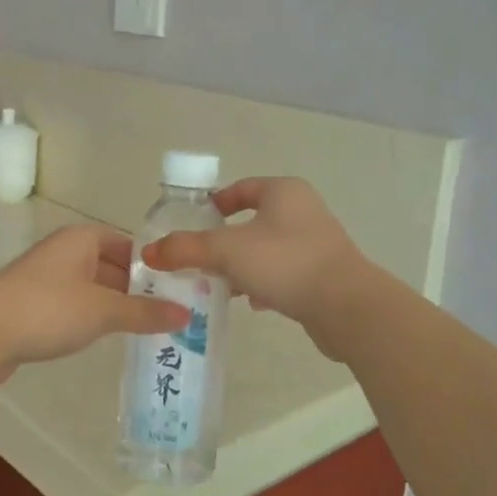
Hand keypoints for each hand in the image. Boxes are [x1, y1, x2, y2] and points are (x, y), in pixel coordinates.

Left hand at [0, 224, 189, 388]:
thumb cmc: (47, 310)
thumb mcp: (103, 311)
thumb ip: (145, 312)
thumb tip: (187, 316)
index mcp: (81, 239)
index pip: (128, 244)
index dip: (154, 264)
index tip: (181, 287)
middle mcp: (64, 252)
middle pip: (112, 266)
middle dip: (138, 289)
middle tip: (173, 312)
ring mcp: (46, 280)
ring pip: (93, 289)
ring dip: (117, 307)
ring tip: (150, 328)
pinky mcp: (34, 307)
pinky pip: (75, 307)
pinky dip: (94, 319)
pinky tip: (109, 339)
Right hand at [141, 178, 375, 353]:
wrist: (346, 307)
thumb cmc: (285, 263)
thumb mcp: (226, 251)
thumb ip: (186, 249)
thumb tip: (150, 251)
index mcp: (283, 192)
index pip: (241, 188)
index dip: (214, 203)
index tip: (192, 223)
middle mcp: (303, 211)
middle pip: (252, 221)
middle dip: (223, 241)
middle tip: (197, 259)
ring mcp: (316, 243)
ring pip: (266, 250)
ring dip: (242, 266)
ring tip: (217, 285)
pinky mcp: (323, 275)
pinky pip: (283, 274)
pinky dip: (264, 285)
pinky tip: (251, 303)